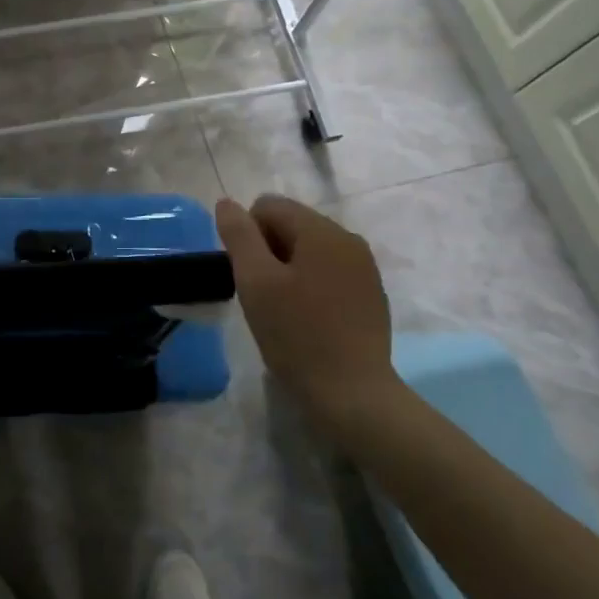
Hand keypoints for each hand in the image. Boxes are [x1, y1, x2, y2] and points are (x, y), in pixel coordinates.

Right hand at [215, 195, 400, 430]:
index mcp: (322, 230)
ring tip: (283, 308)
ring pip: (309, 249)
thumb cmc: (297, 335)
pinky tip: (308, 318)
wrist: (353, 396)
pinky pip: (328, 271)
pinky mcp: (370, 293)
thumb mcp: (255, 282)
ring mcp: (364, 267)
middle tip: (262, 294)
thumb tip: (227, 203)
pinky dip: (310, 284)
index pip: (268, 206)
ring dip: (287, 268)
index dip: (247, 235)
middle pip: (291, 224)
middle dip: (268, 250)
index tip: (249, 275)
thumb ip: (239, 235)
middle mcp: (348, 239)